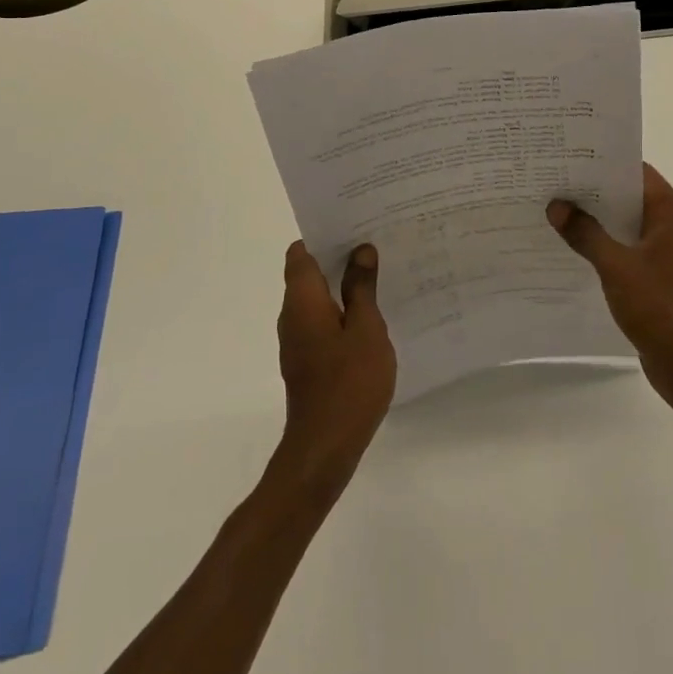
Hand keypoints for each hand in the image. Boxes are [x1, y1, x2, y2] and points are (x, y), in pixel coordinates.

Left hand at [275, 242, 395, 492]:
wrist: (325, 448)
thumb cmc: (348, 382)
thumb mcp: (366, 328)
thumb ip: (362, 287)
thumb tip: (360, 250)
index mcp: (302, 300)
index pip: (301, 252)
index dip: (323, 235)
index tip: (353, 226)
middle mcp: (292, 315)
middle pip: (308, 272)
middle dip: (338, 257)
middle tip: (376, 245)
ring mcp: (297, 340)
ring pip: (317, 298)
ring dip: (342, 285)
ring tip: (380, 275)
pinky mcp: (307, 360)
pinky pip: (322, 321)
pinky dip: (342, 311)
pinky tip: (372, 316)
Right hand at [548, 164, 672, 406]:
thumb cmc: (660, 308)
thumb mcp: (616, 267)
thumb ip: (585, 234)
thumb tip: (557, 206)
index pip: (639, 174)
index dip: (606, 165)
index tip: (572, 160)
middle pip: (635, 200)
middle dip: (598, 195)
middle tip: (559, 186)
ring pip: (634, 229)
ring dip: (604, 224)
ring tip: (563, 216)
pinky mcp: (669, 284)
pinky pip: (636, 254)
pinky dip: (613, 250)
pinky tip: (582, 255)